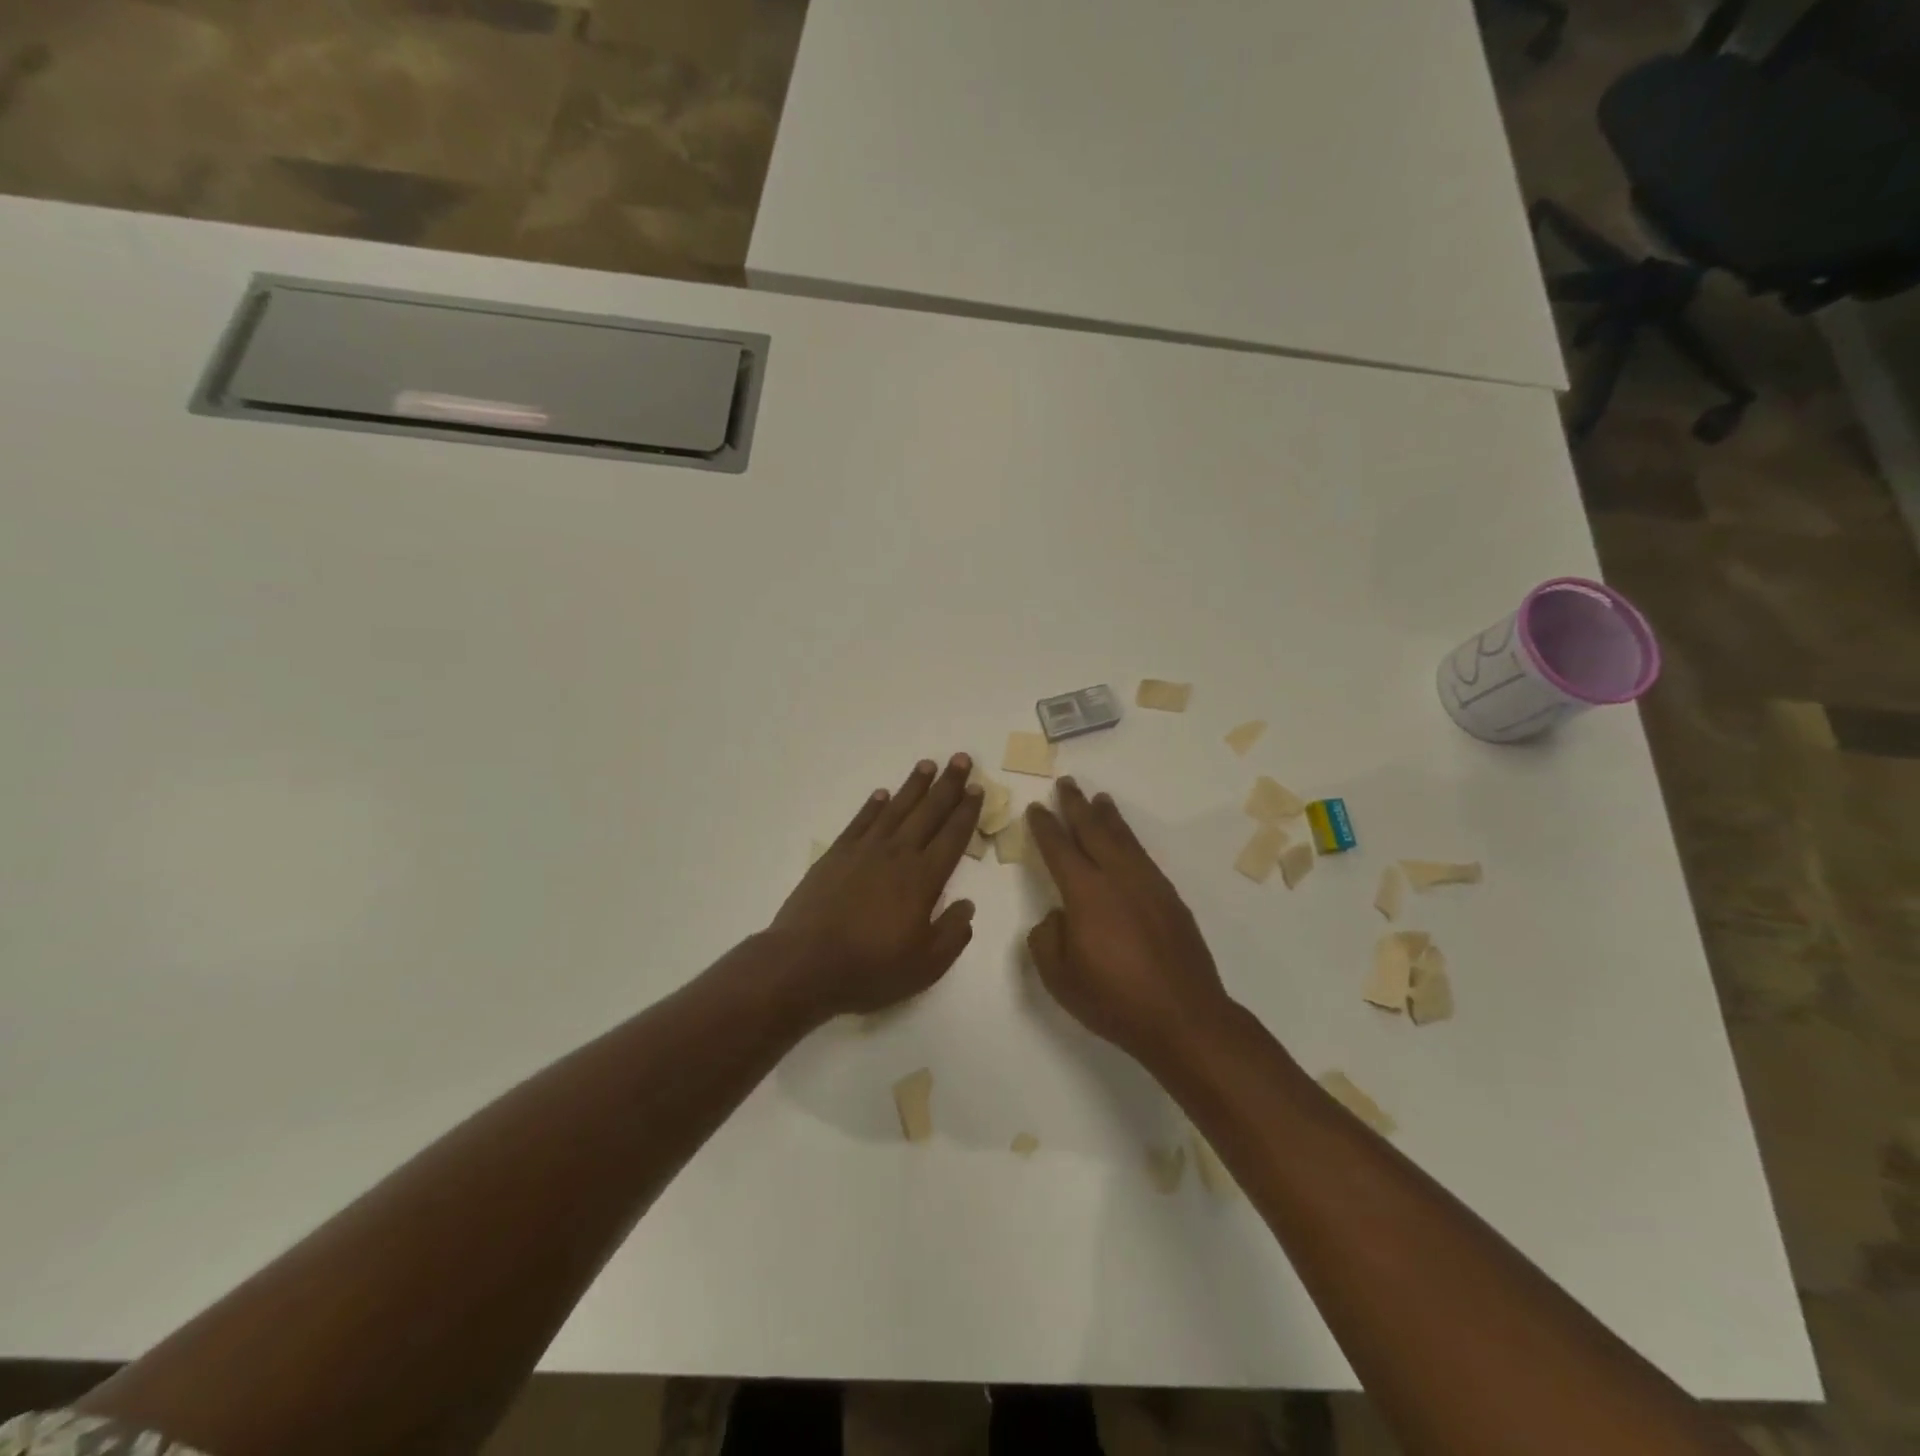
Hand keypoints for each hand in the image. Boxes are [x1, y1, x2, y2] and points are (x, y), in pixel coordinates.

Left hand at [771, 754, 982, 1019]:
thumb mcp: (926, 965)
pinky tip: (882, 794)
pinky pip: (860, 821)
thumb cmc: (870, 968)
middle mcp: (897, 855)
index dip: (967, 811)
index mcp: (924, 879)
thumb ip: (952, 933)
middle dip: (948, 785)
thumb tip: (967, 905)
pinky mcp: (836, 855)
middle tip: (961, 758)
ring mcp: (864, 851)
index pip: (952, 836)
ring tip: (928, 765)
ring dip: (913, 786)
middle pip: (928, 812)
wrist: (805, 963)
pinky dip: (873, 805)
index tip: (977, 788)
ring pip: (896, 809)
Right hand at [1025, 778, 1232, 1068]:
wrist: (1183, 1017)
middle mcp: (1117, 877)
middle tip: (1066, 783)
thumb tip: (1057, 916)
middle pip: (1093, 830)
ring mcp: (1148, 884)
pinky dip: (1131, 840)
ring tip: (1100, 799)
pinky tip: (1127, 842)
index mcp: (1085, 892)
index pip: (1059, 848)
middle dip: (1076, 805)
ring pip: (1124, 838)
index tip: (1037, 807)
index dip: (1045, 826)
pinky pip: (1144, 856)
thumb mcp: (1059, 977)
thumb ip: (1047, 938)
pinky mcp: (1170, 898)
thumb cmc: (1113, 999)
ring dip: (1108, 817)